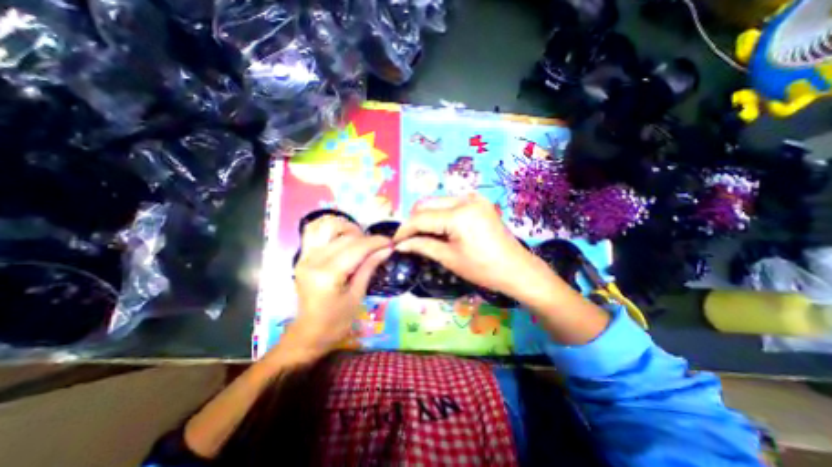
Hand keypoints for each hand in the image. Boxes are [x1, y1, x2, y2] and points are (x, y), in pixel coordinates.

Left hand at [276, 214, 390, 363]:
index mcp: (327, 275)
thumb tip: (387, 249)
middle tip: (380, 246)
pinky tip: (342, 235)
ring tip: (360, 239)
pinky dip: (329, 228)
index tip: (391, 242)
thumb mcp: (357, 295)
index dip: (376, 242)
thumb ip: (369, 267)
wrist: (309, 333)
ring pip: (327, 227)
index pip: (356, 248)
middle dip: (367, 238)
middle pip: (345, 238)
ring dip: (347, 228)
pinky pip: (313, 231)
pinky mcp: (302, 256)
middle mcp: (313, 260)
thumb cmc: (337, 321)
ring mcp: (304, 256)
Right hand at [391, 193, 550, 298]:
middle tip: (408, 239)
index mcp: (459, 214)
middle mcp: (465, 199)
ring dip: (426, 217)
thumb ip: (422, 246)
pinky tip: (439, 229)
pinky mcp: (478, 202)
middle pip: (427, 204)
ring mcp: (474, 198)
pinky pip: (450, 204)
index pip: (421, 217)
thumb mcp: (449, 258)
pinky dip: (440, 215)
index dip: (404, 229)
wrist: (517, 269)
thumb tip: (400, 244)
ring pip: (437, 202)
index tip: (395, 241)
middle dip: (414, 221)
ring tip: (422, 235)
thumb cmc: (483, 269)